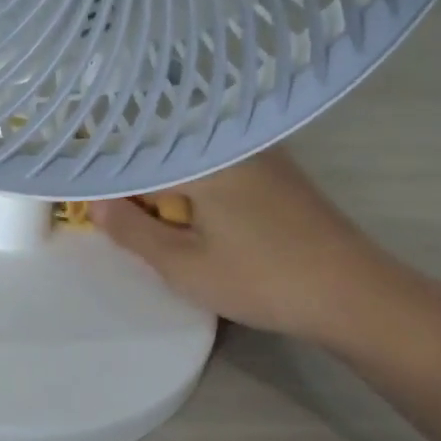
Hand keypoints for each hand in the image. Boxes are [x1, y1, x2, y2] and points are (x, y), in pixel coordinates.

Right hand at [90, 149, 401, 346]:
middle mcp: (231, 145)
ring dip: (168, 191)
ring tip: (151, 224)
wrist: (355, 295)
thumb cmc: (260, 279)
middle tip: (115, 219)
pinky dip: (198, 192)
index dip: (107, 182)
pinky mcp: (279, 175)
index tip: (85, 201)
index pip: (136, 160)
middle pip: (165, 156)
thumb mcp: (182, 264)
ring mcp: (261, 157)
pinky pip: (220, 172)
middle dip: (138, 186)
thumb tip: (93, 203)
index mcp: (203, 159)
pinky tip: (196, 223)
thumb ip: (131, 230)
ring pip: (193, 165)